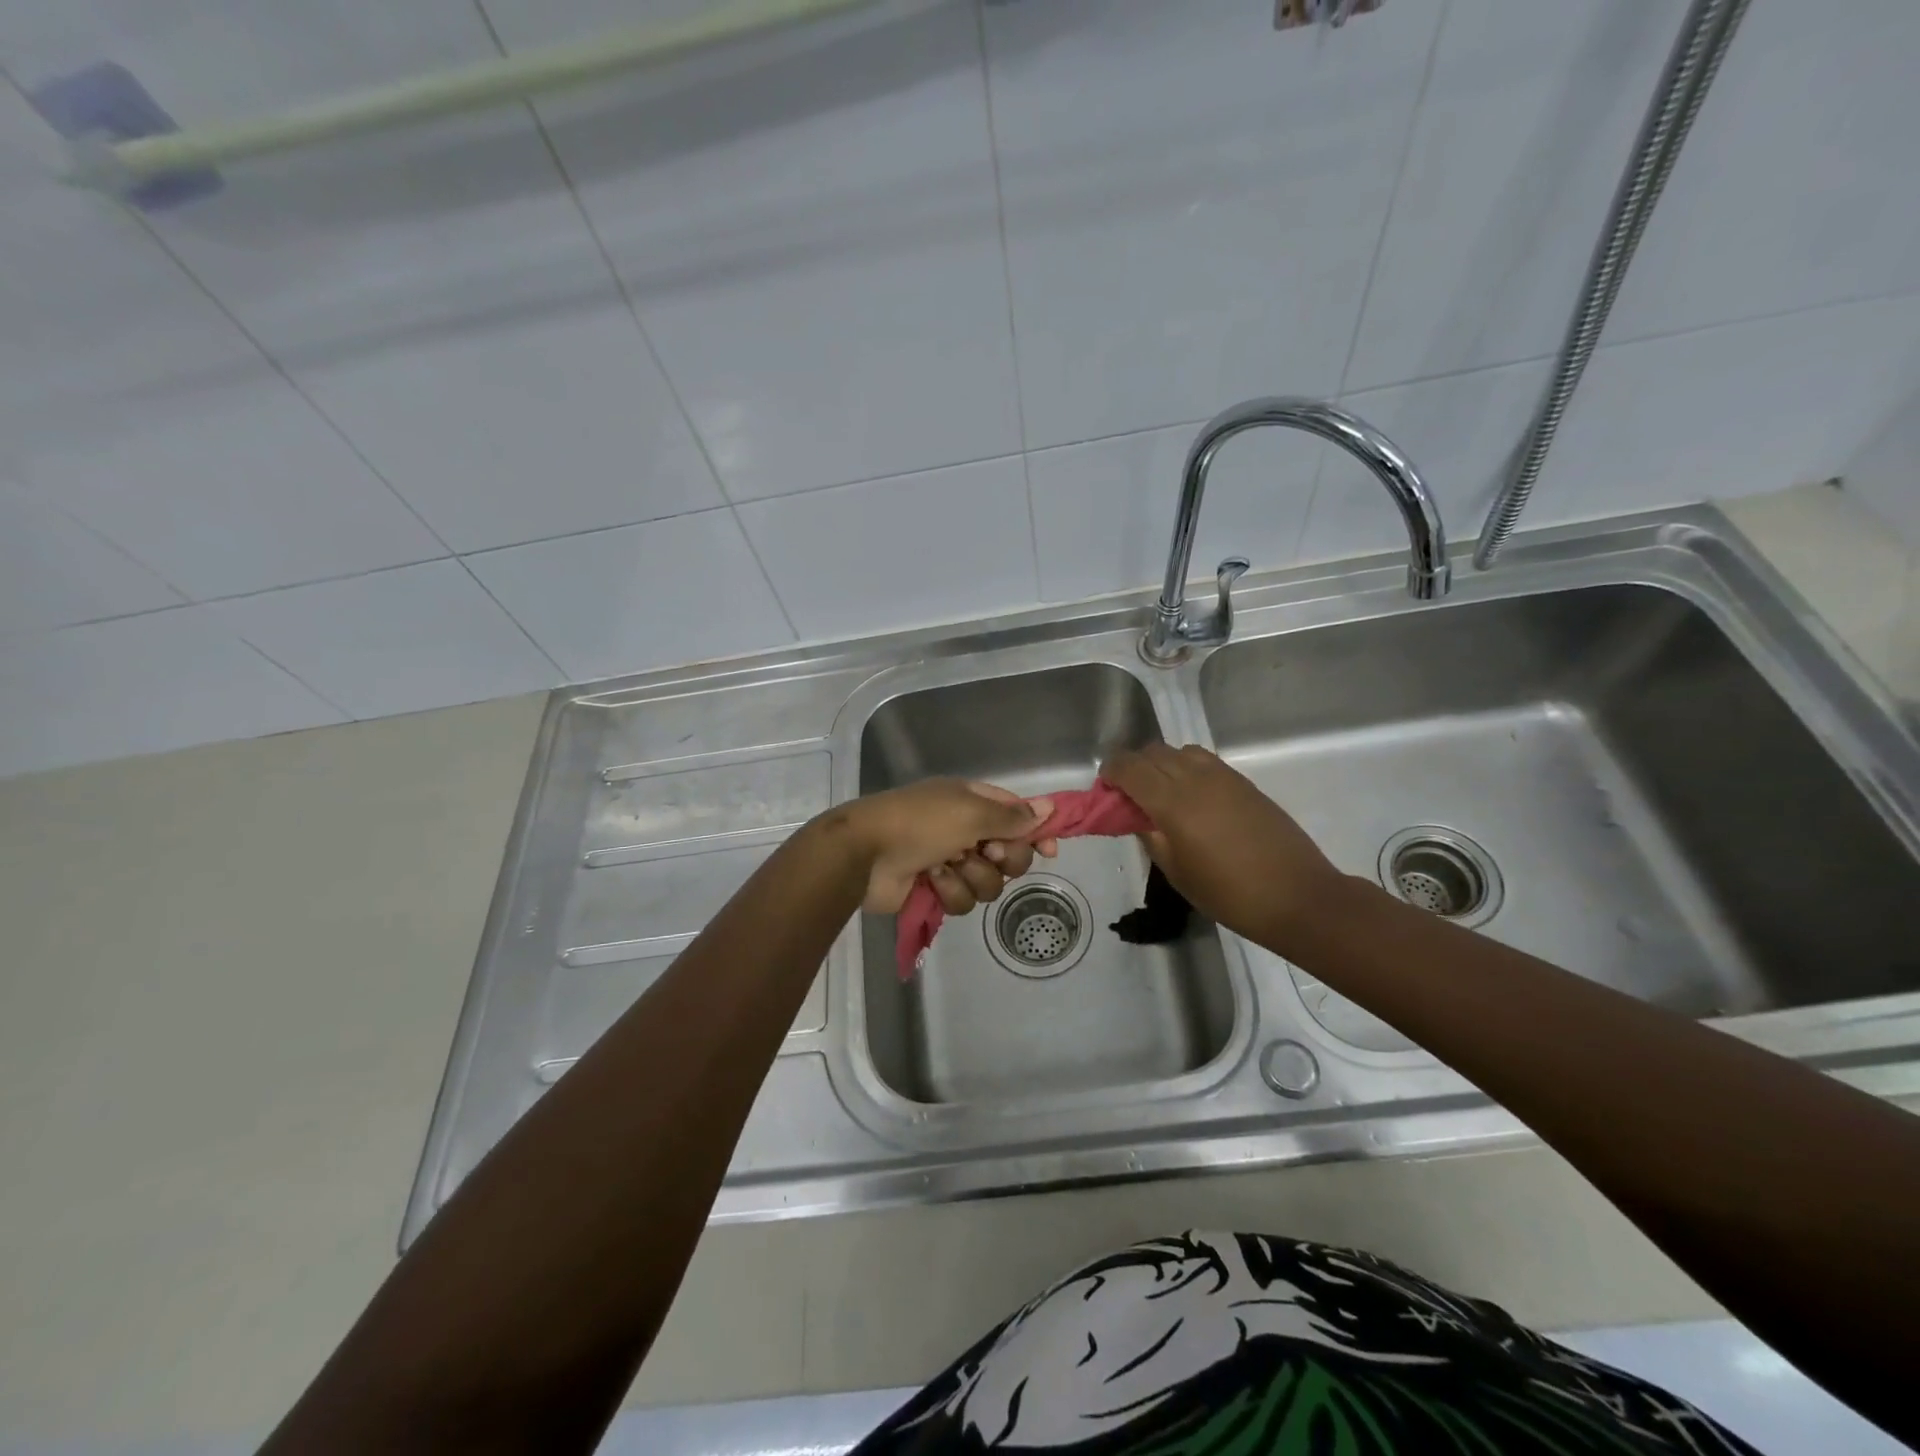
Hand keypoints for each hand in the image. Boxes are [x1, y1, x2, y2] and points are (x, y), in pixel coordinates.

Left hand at [836, 779, 1052, 915]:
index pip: (1017, 815)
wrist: (864, 854)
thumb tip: (1049, 807)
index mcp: (972, 802)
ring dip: (970, 876)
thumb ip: (1012, 816)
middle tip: (986, 854)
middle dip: (1003, 860)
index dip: (1035, 832)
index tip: (1049, 851)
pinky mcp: (936, 890)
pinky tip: (929, 879)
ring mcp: (950, 861)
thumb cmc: (919, 822)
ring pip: (988, 883)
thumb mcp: (970, 812)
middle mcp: (965, 830)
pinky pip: (963, 900)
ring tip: (944, 866)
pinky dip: (948, 890)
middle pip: (1010, 855)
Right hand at [1101, 744, 1345, 949]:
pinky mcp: (1244, 783)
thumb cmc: (1229, 894)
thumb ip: (1151, 837)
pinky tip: (1191, 798)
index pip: (1130, 768)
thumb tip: (1138, 816)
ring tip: (1161, 794)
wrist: (1297, 896)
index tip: (1104, 788)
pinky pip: (1204, 762)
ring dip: (1162, 764)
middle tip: (1128, 795)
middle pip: (1153, 753)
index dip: (1111, 772)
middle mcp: (1196, 778)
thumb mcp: (1177, 873)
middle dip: (1133, 767)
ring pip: (1180, 751)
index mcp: (1173, 802)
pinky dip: (1186, 768)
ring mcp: (1224, 777)